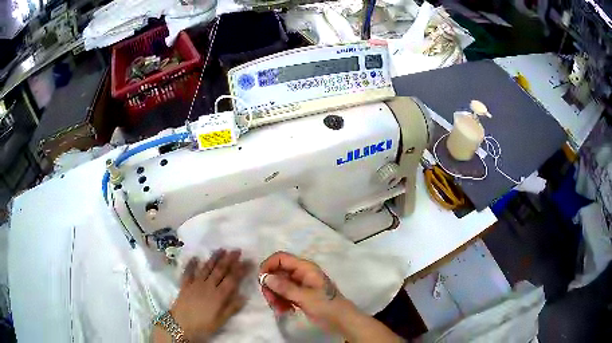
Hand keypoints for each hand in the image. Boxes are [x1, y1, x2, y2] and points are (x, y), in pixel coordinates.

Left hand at [158, 249, 249, 341]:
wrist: (180, 325)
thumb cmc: (203, 326)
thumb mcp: (221, 320)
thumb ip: (232, 308)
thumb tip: (244, 296)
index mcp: (219, 295)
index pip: (232, 279)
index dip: (241, 269)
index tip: (249, 261)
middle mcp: (208, 286)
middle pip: (220, 270)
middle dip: (229, 259)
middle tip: (237, 250)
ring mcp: (195, 283)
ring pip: (206, 268)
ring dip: (214, 258)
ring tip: (221, 249)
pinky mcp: (185, 285)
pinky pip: (188, 272)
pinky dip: (191, 264)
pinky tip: (195, 257)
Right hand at [259, 252, 402, 342]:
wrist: (341, 320)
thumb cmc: (326, 306)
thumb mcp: (304, 297)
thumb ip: (284, 287)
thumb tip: (265, 277)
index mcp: (305, 268)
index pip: (281, 258)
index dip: (268, 266)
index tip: (261, 281)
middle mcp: (301, 273)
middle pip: (277, 272)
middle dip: (271, 286)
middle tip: (270, 301)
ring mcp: (300, 284)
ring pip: (279, 284)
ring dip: (275, 296)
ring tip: (279, 309)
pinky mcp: (300, 295)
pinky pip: (284, 294)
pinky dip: (281, 301)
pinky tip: (285, 310)